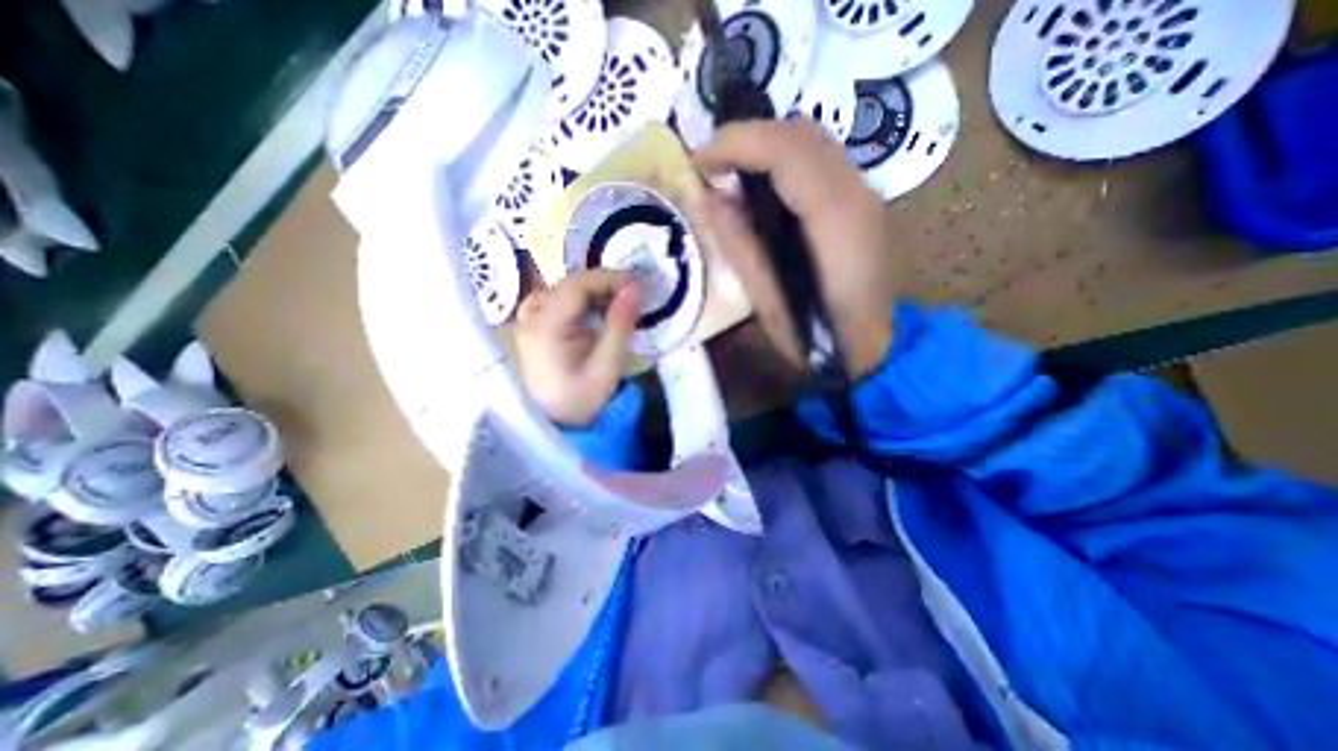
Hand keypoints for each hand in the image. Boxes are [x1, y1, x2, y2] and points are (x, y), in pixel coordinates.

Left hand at [514, 267, 639, 428]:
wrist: (556, 424)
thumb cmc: (582, 401)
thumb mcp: (607, 367)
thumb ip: (620, 325)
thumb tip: (635, 288)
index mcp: (545, 329)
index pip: (575, 286)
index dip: (608, 279)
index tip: (636, 286)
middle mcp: (530, 319)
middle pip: (567, 285)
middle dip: (602, 284)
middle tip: (630, 295)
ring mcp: (528, 322)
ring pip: (561, 290)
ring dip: (590, 291)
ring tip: (614, 302)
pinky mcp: (533, 327)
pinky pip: (555, 300)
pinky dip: (578, 300)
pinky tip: (593, 310)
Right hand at [688, 121, 896, 384]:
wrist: (872, 349)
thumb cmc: (817, 339)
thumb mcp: (767, 302)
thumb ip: (740, 246)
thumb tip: (709, 198)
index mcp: (836, 220)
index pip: (786, 150)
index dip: (736, 143)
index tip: (697, 161)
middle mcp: (858, 192)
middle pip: (800, 132)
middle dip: (746, 138)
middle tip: (709, 167)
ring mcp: (865, 193)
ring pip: (812, 139)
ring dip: (764, 146)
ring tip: (729, 173)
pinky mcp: (861, 201)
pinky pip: (819, 159)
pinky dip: (782, 160)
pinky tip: (760, 187)